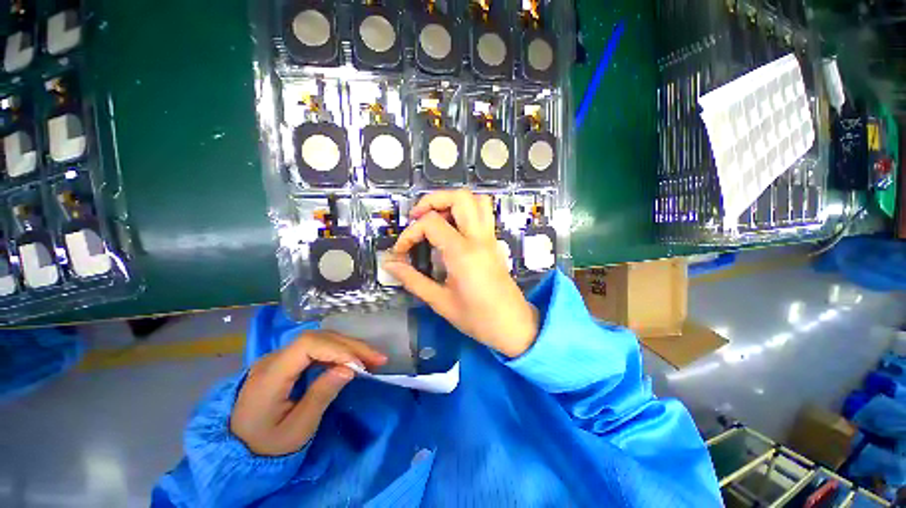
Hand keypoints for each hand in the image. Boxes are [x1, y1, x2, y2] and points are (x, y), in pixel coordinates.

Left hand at [230, 331, 385, 456]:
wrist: (236, 450)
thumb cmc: (265, 446)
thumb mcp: (296, 430)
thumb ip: (321, 396)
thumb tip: (350, 368)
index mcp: (269, 376)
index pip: (307, 345)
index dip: (337, 349)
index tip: (360, 365)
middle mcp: (273, 359)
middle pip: (318, 338)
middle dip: (351, 346)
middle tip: (378, 358)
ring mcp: (279, 358)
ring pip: (320, 340)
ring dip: (349, 346)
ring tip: (372, 358)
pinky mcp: (286, 361)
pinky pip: (317, 348)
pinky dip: (339, 351)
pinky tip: (353, 359)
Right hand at [383, 190, 539, 357]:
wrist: (513, 326)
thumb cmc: (477, 318)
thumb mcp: (440, 301)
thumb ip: (413, 280)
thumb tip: (390, 265)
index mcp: (463, 253)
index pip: (431, 223)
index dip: (409, 233)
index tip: (401, 251)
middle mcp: (478, 238)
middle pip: (459, 197)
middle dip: (433, 200)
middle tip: (417, 217)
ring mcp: (490, 237)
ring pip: (476, 200)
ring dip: (452, 201)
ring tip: (435, 217)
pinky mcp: (494, 242)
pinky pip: (483, 212)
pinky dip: (466, 209)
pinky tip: (453, 227)